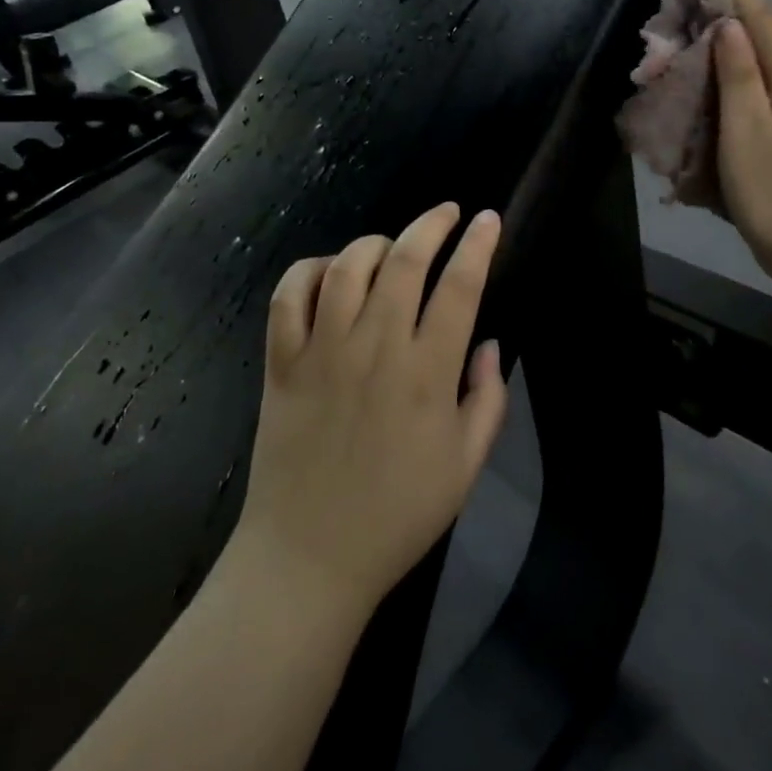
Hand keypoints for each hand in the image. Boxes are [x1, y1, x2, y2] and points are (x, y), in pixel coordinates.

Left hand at [231, 203, 508, 616]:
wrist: (310, 558)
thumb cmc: (399, 514)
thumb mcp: (466, 466)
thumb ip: (488, 399)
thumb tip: (489, 343)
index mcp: (427, 373)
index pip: (459, 286)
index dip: (478, 245)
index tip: (489, 220)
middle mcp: (376, 348)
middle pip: (405, 260)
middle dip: (432, 224)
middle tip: (448, 212)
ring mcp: (323, 351)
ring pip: (348, 266)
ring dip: (376, 243)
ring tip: (393, 247)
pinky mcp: (282, 362)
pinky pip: (290, 295)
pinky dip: (311, 270)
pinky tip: (330, 274)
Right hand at [712, 0, 771, 298]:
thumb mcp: (748, 129)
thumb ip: (738, 74)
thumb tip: (729, 25)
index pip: (764, 21)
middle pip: (764, 39)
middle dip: (731, 12)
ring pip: (759, 65)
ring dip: (729, 45)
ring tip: (695, 28)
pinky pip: (755, 92)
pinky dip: (731, 77)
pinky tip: (710, 80)